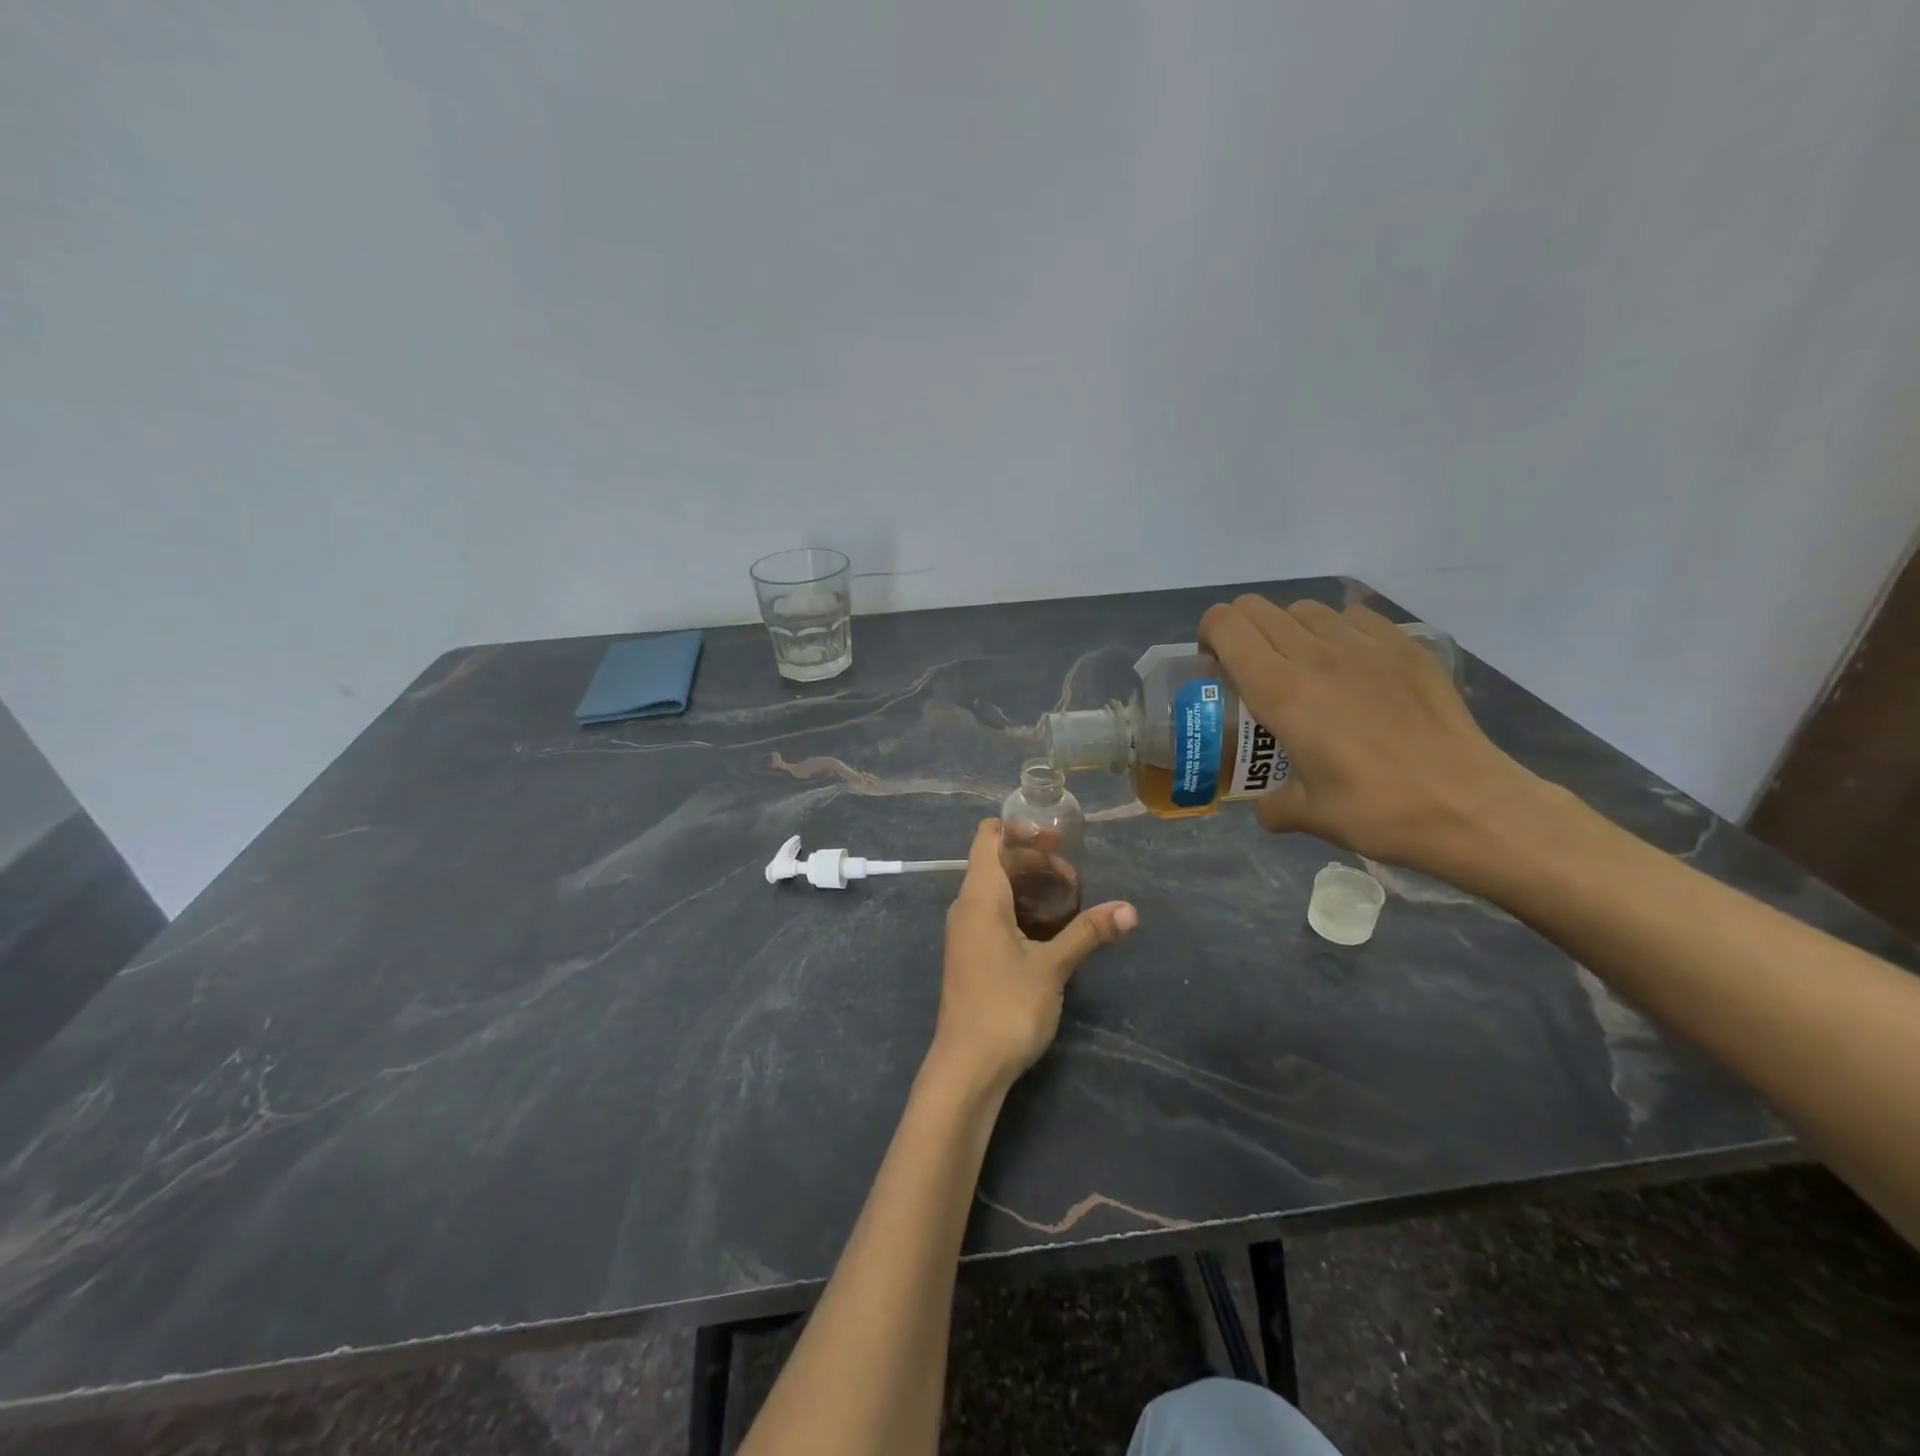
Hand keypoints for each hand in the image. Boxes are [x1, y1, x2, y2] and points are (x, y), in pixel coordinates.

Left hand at [932, 819, 1137, 1095]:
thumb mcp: (1052, 967)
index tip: (1056, 838)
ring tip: (1070, 897)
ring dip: (1029, 886)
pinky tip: (1050, 927)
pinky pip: (994, 913)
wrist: (967, 1067)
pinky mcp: (972, 954)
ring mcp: (966, 932)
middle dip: (1034, 860)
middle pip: (995, 861)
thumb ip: (1088, 932)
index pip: (988, 838)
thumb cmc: (1006, 1007)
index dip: (1018, 829)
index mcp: (979, 896)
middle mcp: (966, 906)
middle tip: (1075, 875)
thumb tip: (1131, 909)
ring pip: (996, 889)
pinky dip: (1020, 908)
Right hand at [1199, 595, 1557, 877]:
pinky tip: (1350, 665)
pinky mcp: (1405, 646)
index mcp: (1281, 691)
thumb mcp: (1307, 815)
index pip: (1227, 625)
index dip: (1210, 635)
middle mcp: (1315, 655)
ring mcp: (1365, 645)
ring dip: (1288, 629)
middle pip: (1258, 608)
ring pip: (1304, 608)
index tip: (1214, 666)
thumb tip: (1265, 805)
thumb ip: (1272, 804)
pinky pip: (1354, 616)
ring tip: (1300, 666)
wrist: (1469, 805)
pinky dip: (1337, 630)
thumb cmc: (1377, 810)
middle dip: (1241, 631)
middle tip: (1249, 669)